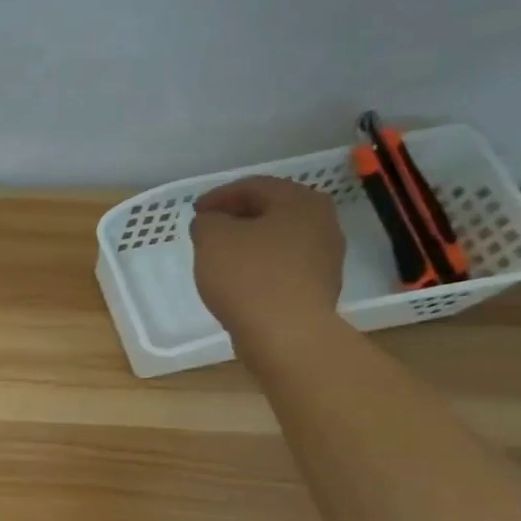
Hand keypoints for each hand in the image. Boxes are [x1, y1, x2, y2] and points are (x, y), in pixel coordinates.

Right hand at [190, 176, 345, 351]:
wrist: (287, 333)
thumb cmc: (248, 276)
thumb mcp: (212, 239)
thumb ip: (207, 221)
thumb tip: (213, 222)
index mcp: (300, 201)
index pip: (254, 186)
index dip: (219, 196)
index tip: (195, 211)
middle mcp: (322, 222)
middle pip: (272, 210)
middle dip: (237, 217)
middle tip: (208, 230)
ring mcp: (326, 256)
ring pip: (279, 238)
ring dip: (250, 242)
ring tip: (221, 257)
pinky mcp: (319, 285)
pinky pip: (284, 265)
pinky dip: (260, 265)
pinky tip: (240, 280)